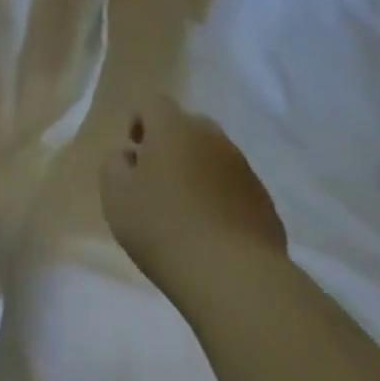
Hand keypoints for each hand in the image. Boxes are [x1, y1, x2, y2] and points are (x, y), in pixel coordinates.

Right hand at [100, 94, 286, 290]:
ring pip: (213, 156)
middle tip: (157, 180)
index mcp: (173, 128)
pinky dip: (221, 198)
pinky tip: (212, 232)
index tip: (134, 151)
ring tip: (186, 211)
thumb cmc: (163, 229)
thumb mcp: (116, 198)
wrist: (235, 278)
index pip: (152, 102)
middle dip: (170, 144)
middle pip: (187, 125)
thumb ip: (115, 166)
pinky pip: (234, 186)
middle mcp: (212, 137)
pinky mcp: (264, 201)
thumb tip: (129, 157)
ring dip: (198, 171)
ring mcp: (243, 168)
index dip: (139, 120)